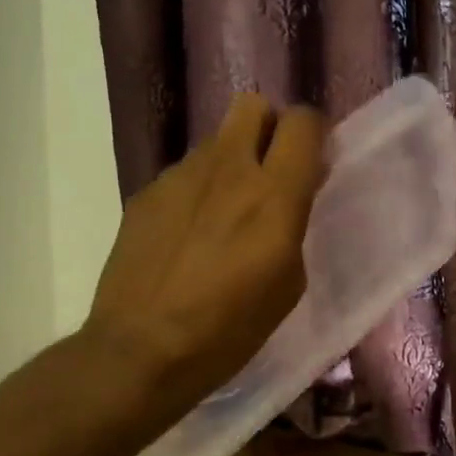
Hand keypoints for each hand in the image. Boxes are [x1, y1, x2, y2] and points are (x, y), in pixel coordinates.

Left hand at [83, 94, 325, 411]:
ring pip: (216, 142)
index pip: (303, 123)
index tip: (314, 161)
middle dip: (269, 128)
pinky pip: (184, 175)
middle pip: (253, 106)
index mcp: (273, 195)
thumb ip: (294, 225)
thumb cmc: (229, 330)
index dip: (314, 133)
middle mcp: (227, 169)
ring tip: (223, 215)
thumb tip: (292, 193)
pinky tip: (186, 237)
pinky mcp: (146, 193)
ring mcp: (180, 177)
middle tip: (271, 171)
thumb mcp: (287, 285)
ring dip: (231, 163)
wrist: (141, 350)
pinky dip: (196, 192)